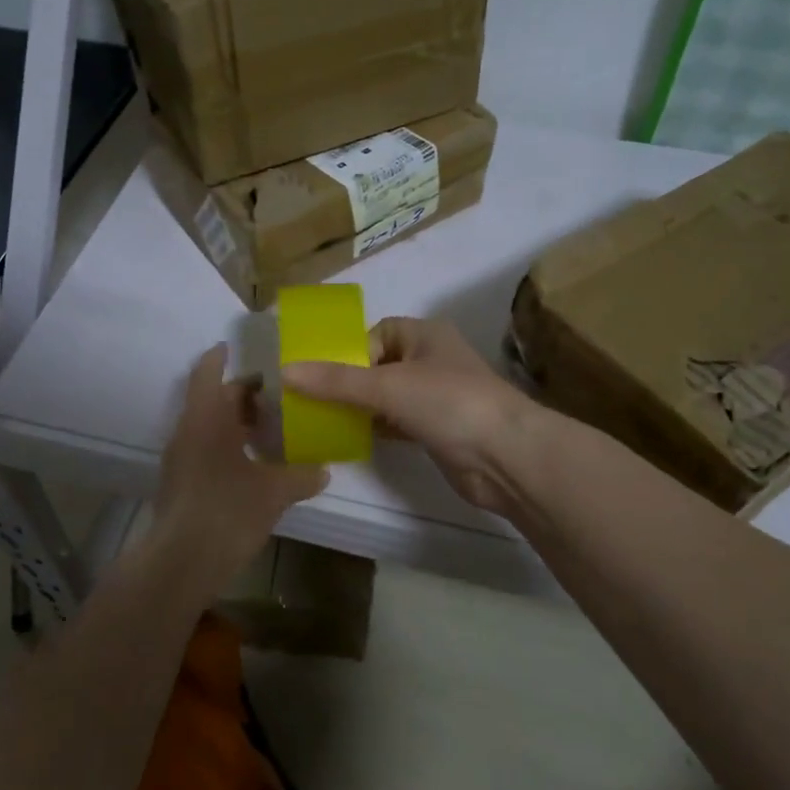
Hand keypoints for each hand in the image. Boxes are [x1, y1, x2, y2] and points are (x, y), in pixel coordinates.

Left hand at [148, 344, 327, 591]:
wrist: (180, 563)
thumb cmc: (227, 511)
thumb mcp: (274, 492)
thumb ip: (301, 476)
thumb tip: (324, 470)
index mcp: (206, 418)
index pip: (208, 373)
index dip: (220, 357)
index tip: (235, 347)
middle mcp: (188, 431)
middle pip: (212, 399)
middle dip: (241, 395)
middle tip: (276, 396)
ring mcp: (180, 459)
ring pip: (208, 426)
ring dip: (234, 422)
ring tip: (270, 428)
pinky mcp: (180, 483)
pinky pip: (205, 449)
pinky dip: (227, 446)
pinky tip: (253, 464)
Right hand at [283, 317, 538, 513]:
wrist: (505, 456)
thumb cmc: (448, 403)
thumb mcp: (387, 386)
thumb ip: (336, 381)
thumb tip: (285, 372)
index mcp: (424, 335)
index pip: (376, 333)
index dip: (349, 351)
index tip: (323, 376)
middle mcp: (431, 360)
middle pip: (377, 365)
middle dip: (348, 382)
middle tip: (313, 401)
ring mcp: (436, 396)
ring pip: (386, 396)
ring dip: (360, 407)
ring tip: (324, 420)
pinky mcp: (437, 429)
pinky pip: (397, 422)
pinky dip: (376, 428)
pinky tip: (352, 439)